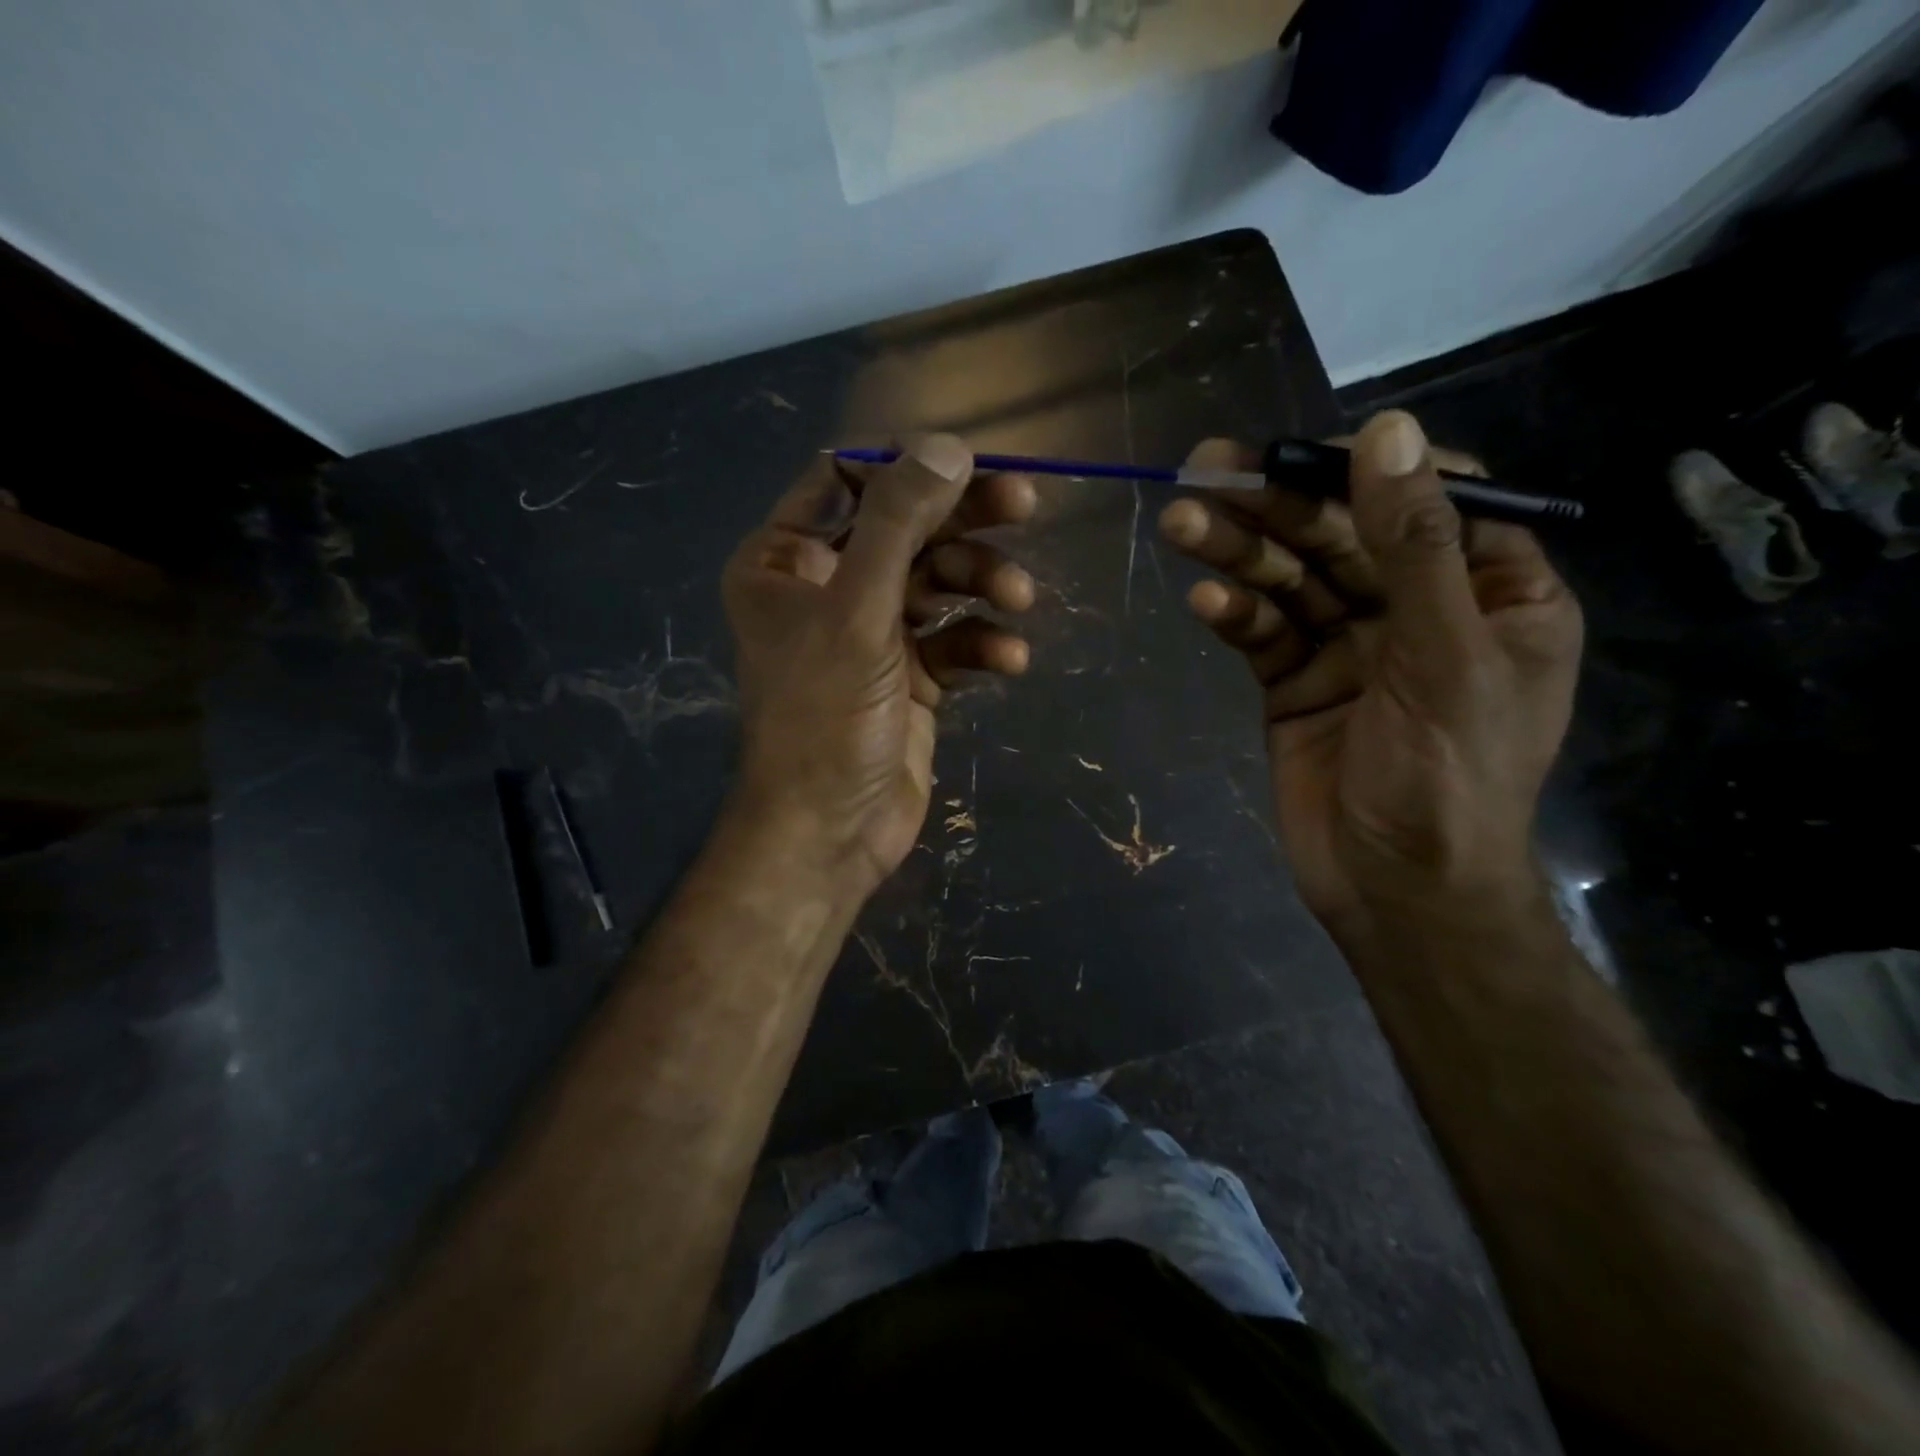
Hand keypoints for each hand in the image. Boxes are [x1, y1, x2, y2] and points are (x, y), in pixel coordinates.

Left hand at [722, 435, 1036, 896]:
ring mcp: (872, 633)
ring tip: (1018, 600)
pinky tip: (1010, 661)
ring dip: (982, 585)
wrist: (831, 831)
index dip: (906, 467)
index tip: (967, 463)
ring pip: (937, 583)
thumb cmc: (825, 717)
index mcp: (785, 559)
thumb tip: (947, 445)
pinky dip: (983, 644)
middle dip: (962, 520)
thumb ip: (897, 524)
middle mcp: (826, 587)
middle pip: (904, 527)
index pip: (845, 480)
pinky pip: (954, 641)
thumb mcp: (856, 611)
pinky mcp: (911, 677)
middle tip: (1025, 503)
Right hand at [1158, 410, 1582, 926]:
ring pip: (1292, 581)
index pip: (1431, 500)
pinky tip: (1204, 603)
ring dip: (1239, 553)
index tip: (1298, 455)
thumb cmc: (1447, 778)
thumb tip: (1388, 430)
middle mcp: (1419, 610)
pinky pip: (1264, 634)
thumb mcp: (1444, 655)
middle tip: (1205, 471)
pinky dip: (1235, 615)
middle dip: (1277, 507)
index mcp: (1492, 593)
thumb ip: (1414, 546)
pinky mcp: (1295, 683)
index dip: (1364, 469)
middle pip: (1343, 536)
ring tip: (1181, 524)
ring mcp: (1350, 646)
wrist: (1396, 892)